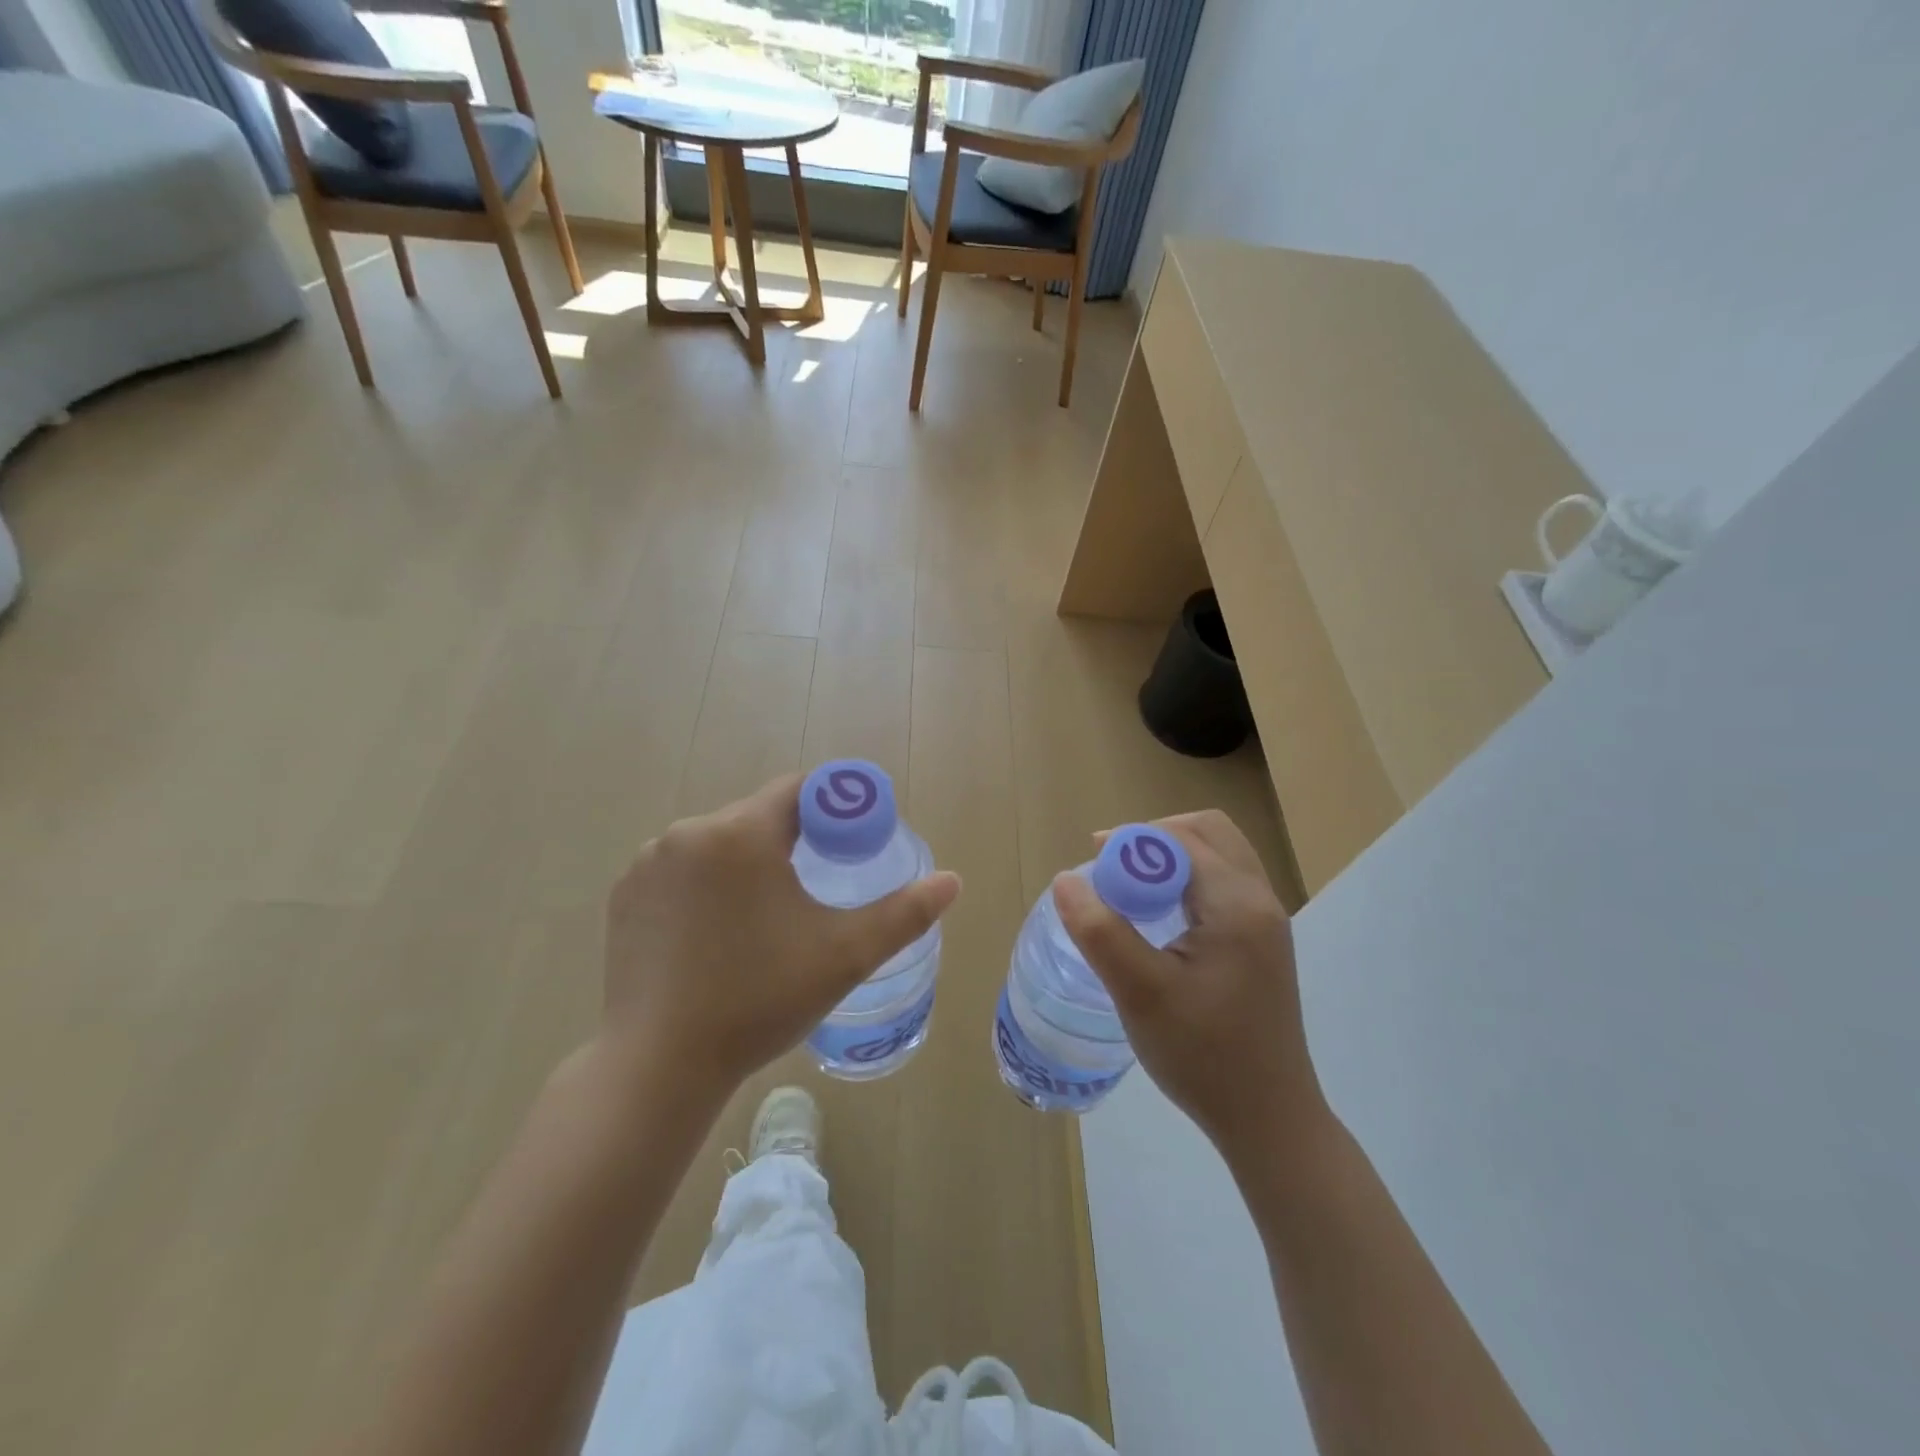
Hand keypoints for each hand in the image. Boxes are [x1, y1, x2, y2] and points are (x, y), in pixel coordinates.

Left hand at [602, 775, 961, 1099]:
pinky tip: (713, 932)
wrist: (660, 1065)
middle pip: (756, 817)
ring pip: (716, 844)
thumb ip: (904, 913)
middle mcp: (688, 832)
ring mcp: (648, 863)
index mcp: (742, 832)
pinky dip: (703, 885)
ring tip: (762, 918)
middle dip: (788, 841)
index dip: (832, 809)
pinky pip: (679, 870)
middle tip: (812, 891)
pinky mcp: (623, 895)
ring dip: (744, 863)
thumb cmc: (760, 1000)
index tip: (848, 843)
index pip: (798, 791)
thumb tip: (953, 881)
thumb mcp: (845, 955)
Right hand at [1053, 810, 1324, 1159]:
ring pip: (1219, 856)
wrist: (1269, 1121)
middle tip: (1114, 869)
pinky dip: (1188, 881)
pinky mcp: (1263, 943)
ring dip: (1173, 858)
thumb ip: (1100, 931)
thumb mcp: (1140, 993)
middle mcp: (1260, 900)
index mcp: (1237, 904)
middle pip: (1208, 832)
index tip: (1093, 863)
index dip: (1131, 842)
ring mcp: (1267, 922)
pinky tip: (1161, 918)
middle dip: (1155, 838)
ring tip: (1133, 890)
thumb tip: (1066, 879)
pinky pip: (1224, 884)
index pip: (1180, 840)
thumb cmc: (1203, 1056)